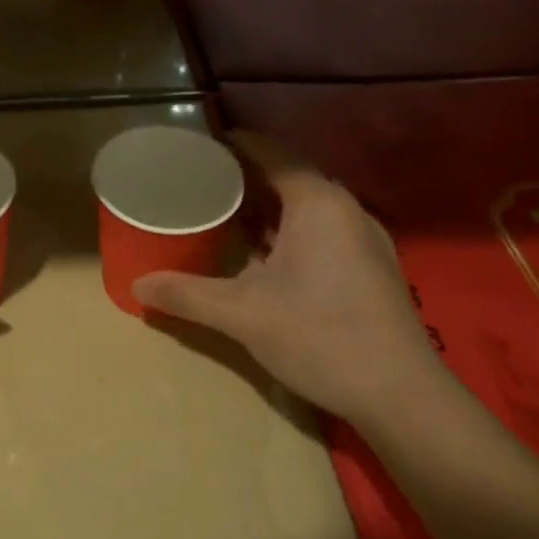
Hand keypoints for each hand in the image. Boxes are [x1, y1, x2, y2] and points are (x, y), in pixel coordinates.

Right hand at [132, 134, 448, 428]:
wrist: (402, 395)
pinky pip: (323, 229)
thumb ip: (187, 293)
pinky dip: (290, 228)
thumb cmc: (319, 336)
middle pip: (292, 176)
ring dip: (270, 205)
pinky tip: (266, 254)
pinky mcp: (372, 267)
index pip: (273, 153)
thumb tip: (136, 284)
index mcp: (317, 203)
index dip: (237, 144)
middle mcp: (346, 210)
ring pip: (309, 206)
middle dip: (248, 175)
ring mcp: (365, 239)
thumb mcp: (242, 314)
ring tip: (227, 211)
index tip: (202, 144)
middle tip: (204, 180)